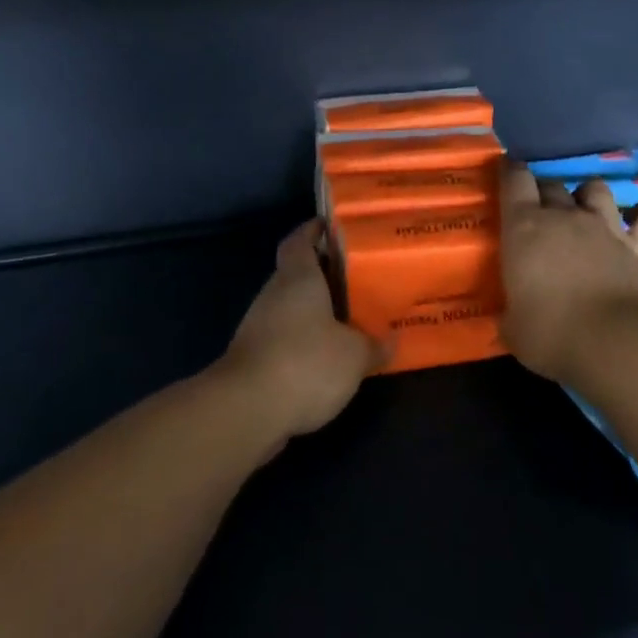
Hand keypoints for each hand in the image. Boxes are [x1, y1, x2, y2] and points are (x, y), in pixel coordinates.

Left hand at [216, 220, 380, 442]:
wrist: (246, 411)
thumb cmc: (306, 363)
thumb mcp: (354, 356)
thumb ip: (374, 346)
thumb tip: (392, 341)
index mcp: (298, 278)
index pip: (299, 240)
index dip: (313, 230)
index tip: (333, 227)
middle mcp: (274, 295)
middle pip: (296, 274)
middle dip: (324, 276)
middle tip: (357, 280)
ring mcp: (258, 328)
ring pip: (290, 309)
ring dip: (313, 313)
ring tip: (348, 321)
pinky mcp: (252, 360)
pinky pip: (283, 340)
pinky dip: (302, 344)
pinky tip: (326, 360)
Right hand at [499, 161, 637, 382]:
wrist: (616, 342)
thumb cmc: (551, 334)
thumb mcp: (513, 329)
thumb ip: (509, 314)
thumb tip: (508, 317)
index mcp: (525, 228)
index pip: (514, 181)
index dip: (510, 170)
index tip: (508, 167)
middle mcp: (565, 216)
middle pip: (553, 184)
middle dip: (545, 191)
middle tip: (541, 209)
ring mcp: (607, 226)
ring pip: (597, 189)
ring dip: (589, 195)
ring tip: (587, 210)